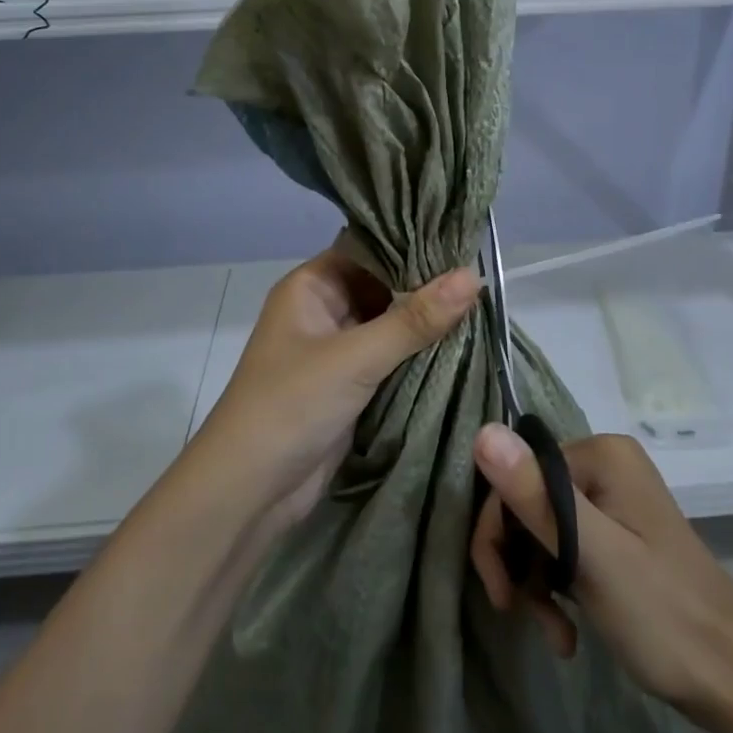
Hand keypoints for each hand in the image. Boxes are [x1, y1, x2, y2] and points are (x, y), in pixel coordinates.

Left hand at [196, 240, 478, 530]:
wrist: (250, 490)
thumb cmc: (291, 404)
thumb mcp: (356, 357)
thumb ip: (415, 319)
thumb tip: (474, 275)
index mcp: (311, 287)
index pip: (368, 249)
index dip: (411, 245)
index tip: (461, 241)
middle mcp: (323, 311)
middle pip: (382, 287)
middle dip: (425, 287)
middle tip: (482, 277)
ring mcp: (336, 351)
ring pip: (389, 325)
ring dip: (425, 324)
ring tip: (483, 307)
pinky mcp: (349, 386)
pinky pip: (390, 360)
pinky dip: (418, 356)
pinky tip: (460, 347)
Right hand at [470, 427, 732, 723]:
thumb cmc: (664, 615)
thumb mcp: (592, 555)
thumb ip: (536, 496)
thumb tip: (482, 431)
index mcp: (600, 455)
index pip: (515, 476)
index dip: (497, 533)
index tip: (502, 593)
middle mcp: (603, 465)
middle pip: (525, 503)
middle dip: (518, 562)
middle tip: (520, 614)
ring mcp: (611, 501)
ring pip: (539, 531)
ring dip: (535, 584)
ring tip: (554, 633)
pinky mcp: (614, 536)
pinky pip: (562, 550)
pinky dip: (556, 590)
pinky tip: (565, 633)